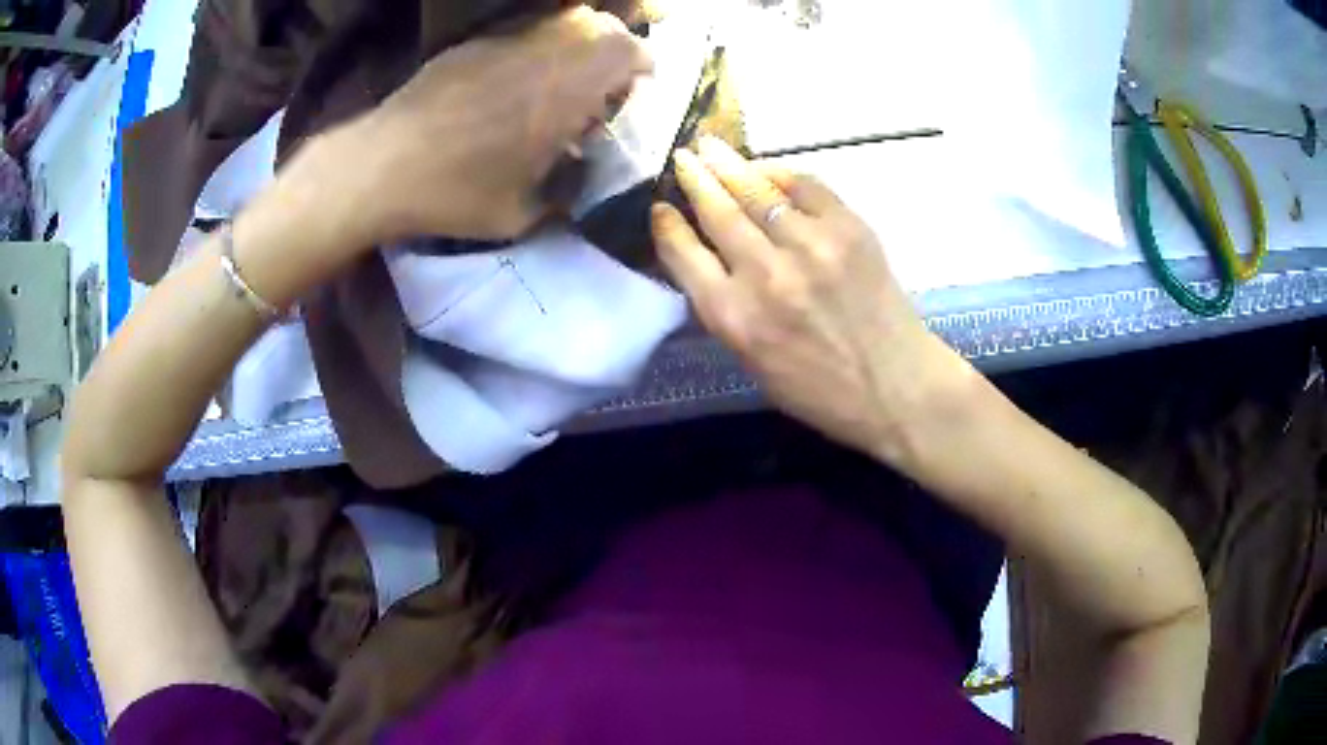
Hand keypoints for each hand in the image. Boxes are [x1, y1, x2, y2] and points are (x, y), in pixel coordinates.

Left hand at [351, 5, 651, 241]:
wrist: (383, 165)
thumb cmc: (456, 192)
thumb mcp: (520, 214)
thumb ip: (562, 196)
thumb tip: (579, 184)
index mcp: (567, 90)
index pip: (628, 52)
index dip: (641, 65)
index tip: (636, 87)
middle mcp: (544, 54)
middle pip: (600, 28)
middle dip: (612, 51)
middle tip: (600, 86)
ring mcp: (504, 43)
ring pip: (561, 25)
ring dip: (573, 49)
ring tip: (557, 84)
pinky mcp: (472, 46)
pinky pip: (520, 36)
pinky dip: (532, 52)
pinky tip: (509, 86)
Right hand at [651, 136, 961, 459]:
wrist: (896, 388)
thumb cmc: (819, 389)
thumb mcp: (751, 362)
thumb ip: (724, 308)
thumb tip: (706, 254)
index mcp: (733, 317)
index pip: (683, 253)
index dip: (667, 224)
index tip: (661, 206)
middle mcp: (764, 274)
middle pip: (716, 211)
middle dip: (694, 178)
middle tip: (683, 156)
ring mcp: (809, 246)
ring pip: (756, 190)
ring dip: (728, 164)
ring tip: (711, 147)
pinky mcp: (848, 229)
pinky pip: (805, 185)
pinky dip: (780, 172)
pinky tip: (767, 169)